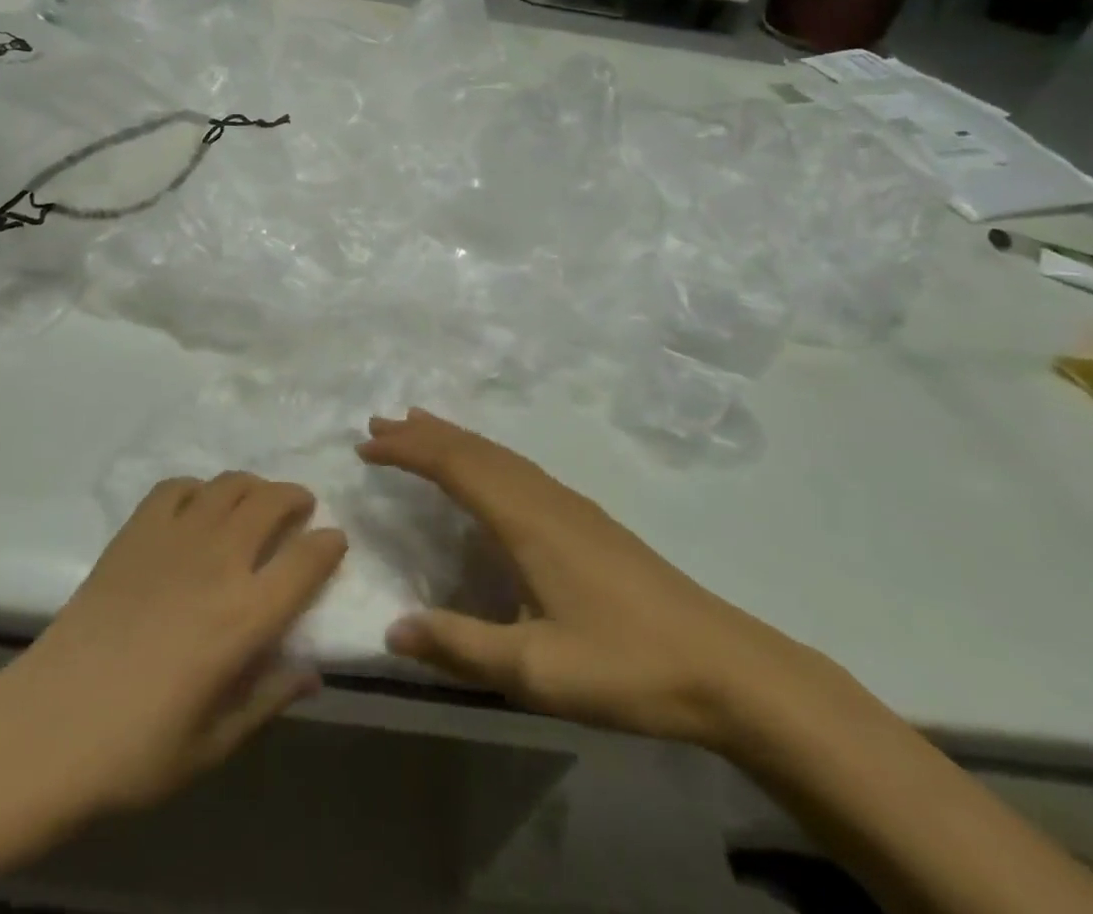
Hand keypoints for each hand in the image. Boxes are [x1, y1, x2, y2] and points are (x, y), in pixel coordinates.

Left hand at [0, 474, 346, 819]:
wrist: (48, 726)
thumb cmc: (136, 751)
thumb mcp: (214, 744)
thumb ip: (268, 700)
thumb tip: (311, 672)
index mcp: (245, 616)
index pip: (307, 561)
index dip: (330, 545)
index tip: (336, 542)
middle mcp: (218, 562)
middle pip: (271, 502)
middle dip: (296, 498)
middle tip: (301, 509)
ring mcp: (174, 538)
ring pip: (228, 485)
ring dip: (253, 485)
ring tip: (256, 501)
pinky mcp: (135, 531)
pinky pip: (176, 487)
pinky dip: (198, 488)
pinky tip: (197, 507)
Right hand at [359, 409, 817, 751]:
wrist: (727, 667)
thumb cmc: (627, 666)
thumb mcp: (536, 670)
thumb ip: (460, 646)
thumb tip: (391, 629)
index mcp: (525, 519)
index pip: (453, 466)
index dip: (407, 451)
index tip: (365, 445)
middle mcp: (542, 496)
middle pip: (473, 448)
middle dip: (422, 433)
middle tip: (377, 422)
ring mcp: (568, 503)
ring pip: (497, 452)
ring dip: (452, 437)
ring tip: (417, 425)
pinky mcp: (585, 517)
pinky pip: (516, 465)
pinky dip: (482, 453)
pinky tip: (483, 469)